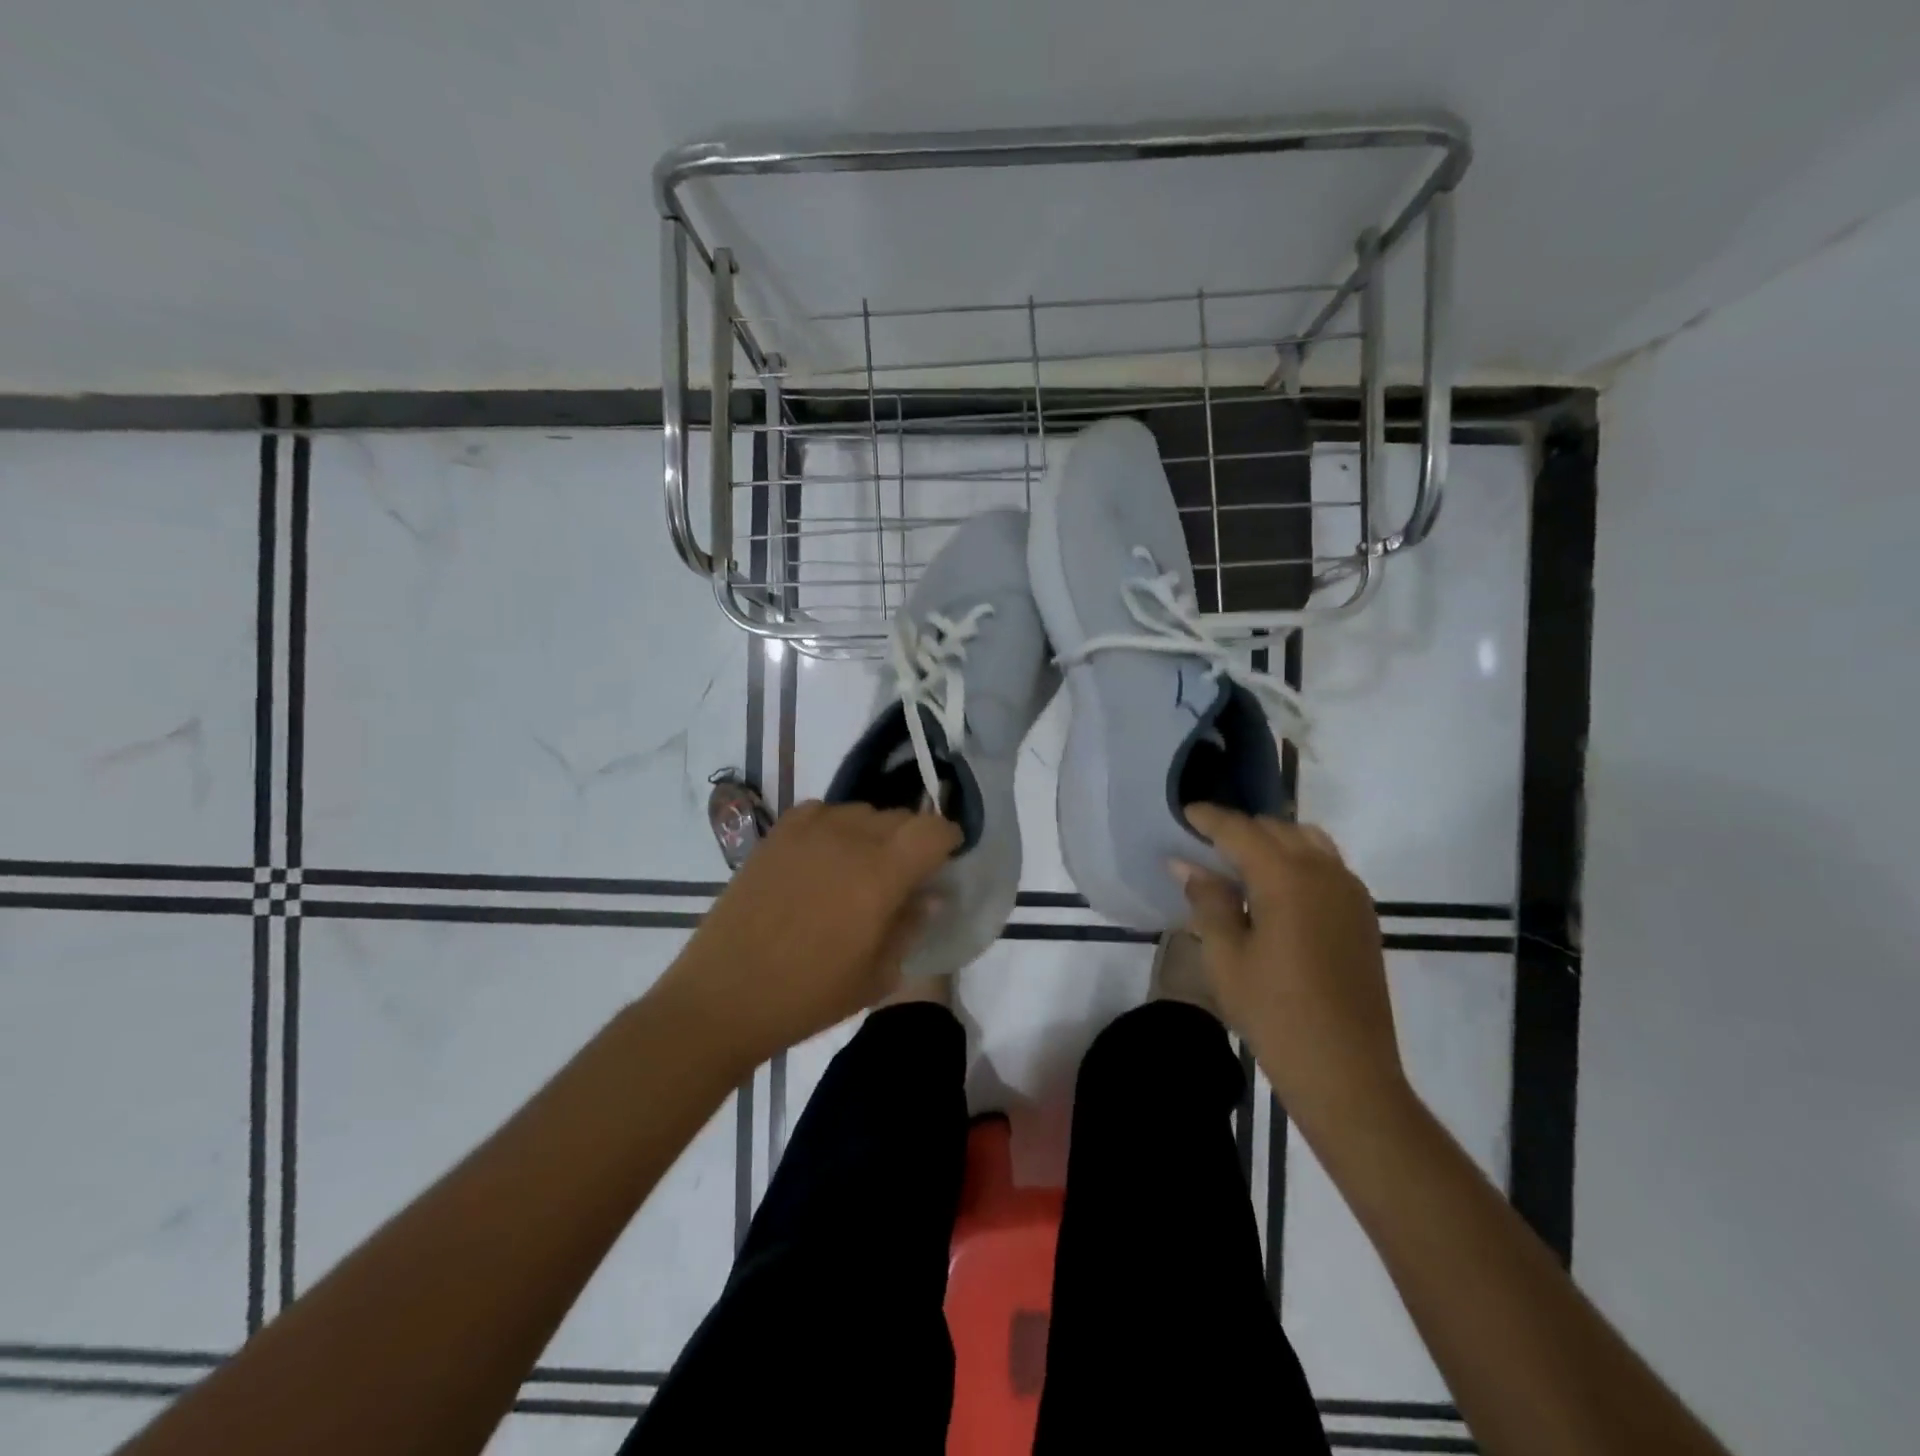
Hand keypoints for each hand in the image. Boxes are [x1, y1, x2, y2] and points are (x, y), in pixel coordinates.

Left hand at [655, 801, 960, 1070]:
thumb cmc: (808, 995)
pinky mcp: (776, 835)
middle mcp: (849, 839)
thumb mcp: (876, 975)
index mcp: (881, 874)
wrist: (724, 996)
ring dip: (874, 832)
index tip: (948, 857)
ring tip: (861, 866)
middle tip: (905, 874)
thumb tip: (930, 896)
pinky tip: (825, 855)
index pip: (932, 829)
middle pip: (899, 817)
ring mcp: (808, 832)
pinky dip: (835, 826)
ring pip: (861, 812)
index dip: (948, 838)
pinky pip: (821, 812)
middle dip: (913, 839)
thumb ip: (910, 926)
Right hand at [1177, 805, 1407, 1136]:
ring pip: (1307, 841)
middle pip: (1276, 829)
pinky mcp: (1363, 915)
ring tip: (1241, 864)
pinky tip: (1276, 890)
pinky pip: (1327, 865)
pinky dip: (1297, 860)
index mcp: (1286, 878)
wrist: (1347, 1071)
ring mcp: (1350, 892)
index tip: (1184, 813)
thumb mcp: (1225, 957)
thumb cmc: (1274, 1013)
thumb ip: (1208, 901)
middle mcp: (1324, 872)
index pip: (1240, 830)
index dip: (1209, 819)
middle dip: (1239, 829)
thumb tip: (1187, 864)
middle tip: (1205, 846)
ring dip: (1272, 841)